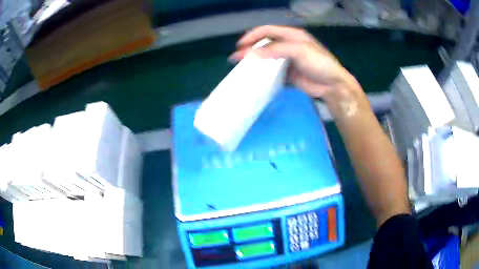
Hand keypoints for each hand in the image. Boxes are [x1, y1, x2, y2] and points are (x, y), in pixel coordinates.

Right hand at [230, 26, 361, 104]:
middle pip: (265, 44)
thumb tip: (252, 53)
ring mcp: (288, 60)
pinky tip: (256, 78)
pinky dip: (263, 74)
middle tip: (237, 58)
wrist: (332, 85)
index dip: (252, 36)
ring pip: (267, 58)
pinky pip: (272, 72)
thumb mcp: (299, 51)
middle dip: (250, 49)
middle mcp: (288, 45)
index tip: (240, 46)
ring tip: (243, 68)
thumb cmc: (319, 63)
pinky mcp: (288, 74)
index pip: (267, 30)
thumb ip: (276, 50)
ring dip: (255, 62)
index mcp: (291, 35)